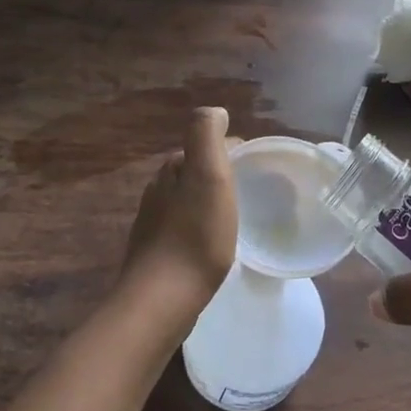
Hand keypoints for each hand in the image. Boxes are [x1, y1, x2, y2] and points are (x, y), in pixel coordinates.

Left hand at [119, 107, 237, 323]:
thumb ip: (207, 135)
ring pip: (188, 201)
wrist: (163, 300)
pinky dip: (200, 228)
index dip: (232, 152)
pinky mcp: (156, 254)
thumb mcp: (208, 174)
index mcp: (171, 170)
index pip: (204, 147)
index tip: (257, 169)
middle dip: (220, 176)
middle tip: (252, 194)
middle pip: (195, 173)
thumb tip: (214, 110)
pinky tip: (214, 245)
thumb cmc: (195, 235)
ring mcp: (154, 224)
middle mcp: (157, 192)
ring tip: (237, 219)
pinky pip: (184, 229)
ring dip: (210, 203)